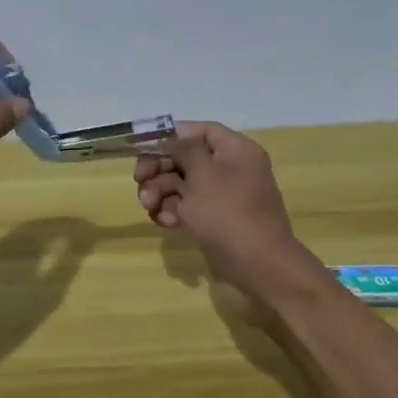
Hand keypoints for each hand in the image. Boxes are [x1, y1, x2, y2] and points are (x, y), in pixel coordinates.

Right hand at [133, 121, 322, 308]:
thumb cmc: (227, 212)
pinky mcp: (216, 221)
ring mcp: (223, 197)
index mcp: (236, 150)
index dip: (170, 136)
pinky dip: (174, 212)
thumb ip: (183, 149)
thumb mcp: (202, 173)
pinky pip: (189, 208)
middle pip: (187, 158)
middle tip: (138, 180)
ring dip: (161, 193)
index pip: (200, 131)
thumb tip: (174, 139)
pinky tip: (165, 223)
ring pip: (183, 185)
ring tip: (149, 206)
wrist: (258, 266)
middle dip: (159, 170)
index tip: (143, 147)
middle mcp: (231, 169)